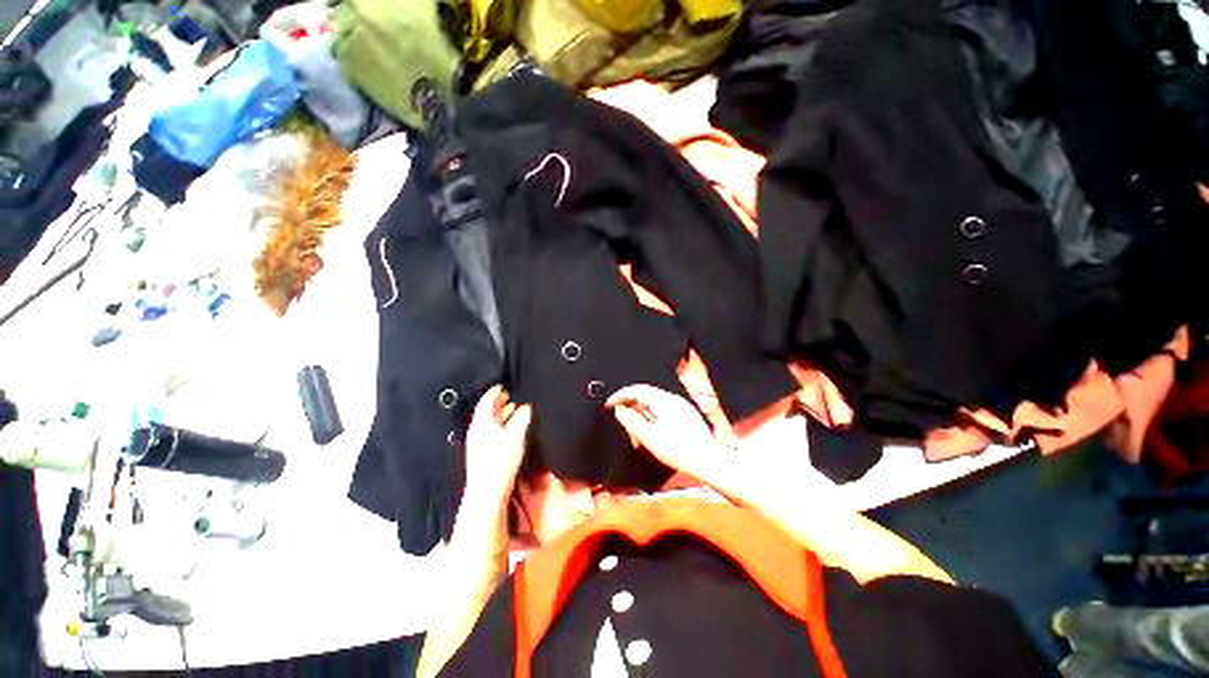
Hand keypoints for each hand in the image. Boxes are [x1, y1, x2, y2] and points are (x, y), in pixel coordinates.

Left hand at [463, 386, 531, 503]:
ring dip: (502, 415)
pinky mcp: (483, 454)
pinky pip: (492, 433)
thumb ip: (523, 418)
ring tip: (514, 410)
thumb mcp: (516, 435)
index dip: (494, 392)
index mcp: (481, 423)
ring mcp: (479, 444)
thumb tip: (527, 407)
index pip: (486, 402)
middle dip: (499, 403)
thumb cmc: (500, 461)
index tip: (501, 386)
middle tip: (509, 395)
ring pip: (490, 423)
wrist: (488, 491)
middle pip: (487, 412)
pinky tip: (511, 429)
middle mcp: (477, 432)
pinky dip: (502, 426)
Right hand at [607, 385, 728, 485]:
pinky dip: (651, 413)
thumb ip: (632, 422)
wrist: (708, 460)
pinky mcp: (685, 413)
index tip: (609, 404)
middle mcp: (673, 398)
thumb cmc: (678, 451)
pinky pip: (662, 407)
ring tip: (633, 425)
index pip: (637, 390)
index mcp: (664, 401)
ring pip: (654, 400)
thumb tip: (619, 409)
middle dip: (630, 402)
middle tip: (619, 414)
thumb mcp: (650, 438)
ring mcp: (681, 405)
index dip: (620, 395)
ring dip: (640, 409)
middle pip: (646, 393)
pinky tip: (649, 428)